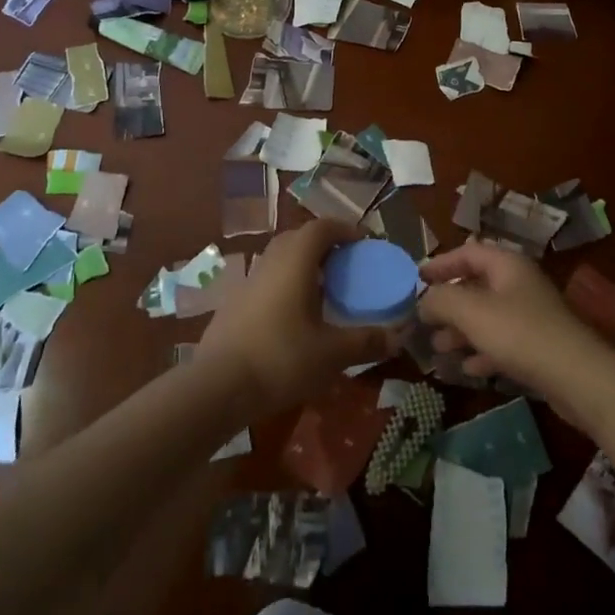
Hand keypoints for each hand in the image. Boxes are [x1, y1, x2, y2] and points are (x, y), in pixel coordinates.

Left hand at [198, 220, 398, 416]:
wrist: (217, 387)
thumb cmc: (281, 359)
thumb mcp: (332, 354)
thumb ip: (366, 342)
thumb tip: (398, 337)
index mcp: (294, 261)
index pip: (321, 227)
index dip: (345, 229)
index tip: (364, 242)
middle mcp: (270, 262)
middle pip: (298, 238)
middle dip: (324, 245)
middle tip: (346, 264)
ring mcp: (247, 282)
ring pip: (280, 259)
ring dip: (303, 265)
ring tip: (324, 291)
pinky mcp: (234, 304)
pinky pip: (267, 281)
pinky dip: (286, 285)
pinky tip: (295, 316)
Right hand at [417, 242, 607, 401]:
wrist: (578, 377)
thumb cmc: (520, 334)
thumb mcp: (471, 312)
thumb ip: (441, 300)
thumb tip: (423, 301)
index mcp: (507, 265)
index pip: (468, 252)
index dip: (441, 263)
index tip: (417, 277)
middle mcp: (520, 284)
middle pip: (477, 285)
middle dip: (449, 303)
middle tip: (425, 320)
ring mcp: (532, 316)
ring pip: (488, 317)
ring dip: (462, 331)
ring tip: (440, 347)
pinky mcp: (539, 346)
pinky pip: (503, 342)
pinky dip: (482, 351)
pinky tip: (468, 369)